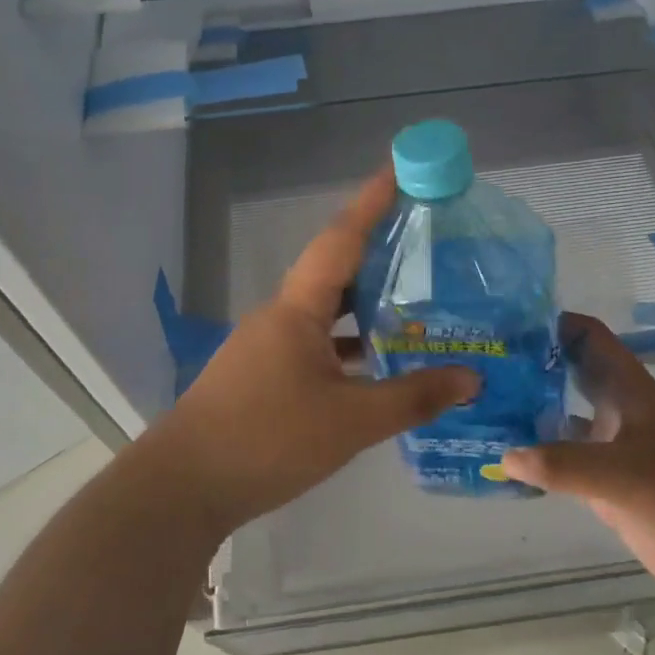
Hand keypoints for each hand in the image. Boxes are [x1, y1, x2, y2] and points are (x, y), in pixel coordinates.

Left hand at [151, 169, 479, 538]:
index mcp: (297, 310)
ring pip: (327, 312)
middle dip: (378, 250)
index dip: (372, 201)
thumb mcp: (350, 422)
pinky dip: (350, 344)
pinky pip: (317, 344)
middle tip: (427, 239)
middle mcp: (281, 317)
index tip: (401, 168)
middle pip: (335, 270)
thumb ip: (412, 398)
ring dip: (366, 303)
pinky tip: (378, 363)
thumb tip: (471, 379)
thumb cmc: (266, 440)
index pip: (341, 239)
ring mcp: (268, 347)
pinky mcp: (264, 376)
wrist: (183, 487)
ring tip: (416, 299)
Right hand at [500, 314, 654, 605]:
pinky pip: (563, 463)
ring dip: (529, 412)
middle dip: (530, 366)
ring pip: (562, 418)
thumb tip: (505, 456)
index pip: (590, 337)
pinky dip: (537, 459)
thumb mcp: (621, 474)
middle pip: (569, 374)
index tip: (506, 322)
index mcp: (627, 390)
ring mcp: (611, 448)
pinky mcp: (608, 485)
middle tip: (480, 363)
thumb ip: (562, 465)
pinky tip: (504, 460)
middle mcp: (615, 411)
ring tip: (479, 407)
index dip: (554, 322)